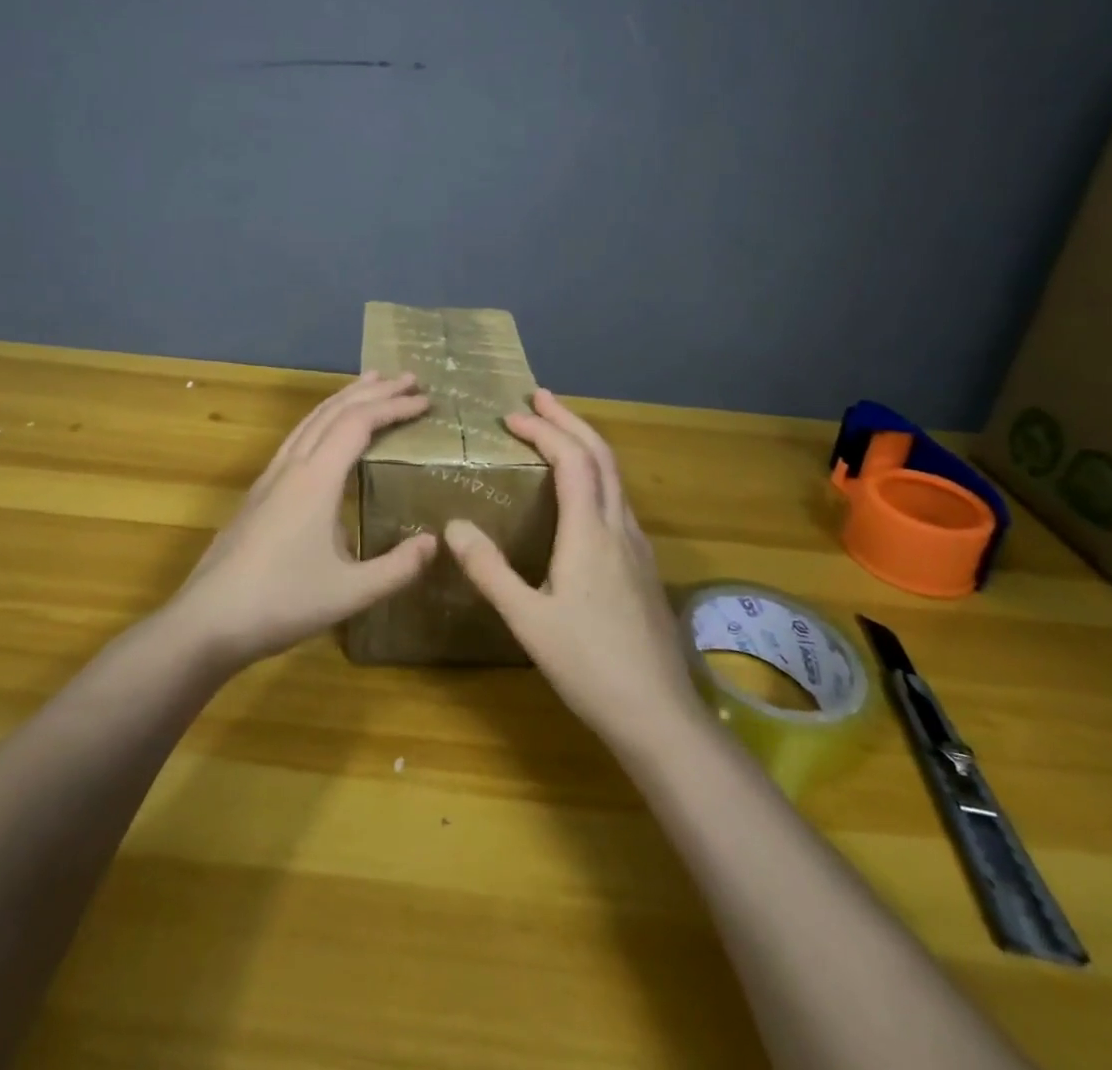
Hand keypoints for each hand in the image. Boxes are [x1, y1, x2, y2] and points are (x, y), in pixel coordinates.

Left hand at [167, 371, 439, 671]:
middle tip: (408, 379)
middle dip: (373, 391)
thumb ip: (398, 568)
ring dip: (344, 398)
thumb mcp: (350, 593)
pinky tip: (326, 433)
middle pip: (334, 412)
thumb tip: (435, 541)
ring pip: (310, 420)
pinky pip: (296, 438)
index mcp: (316, 480)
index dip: (393, 407)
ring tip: (370, 385)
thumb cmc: (281, 603)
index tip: (425, 401)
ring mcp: (270, 478)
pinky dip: (322, 420)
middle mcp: (292, 467)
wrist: (207, 620)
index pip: (359, 424)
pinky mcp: (258, 493)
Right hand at [445, 389, 700, 747]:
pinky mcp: (643, 566)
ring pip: (615, 476)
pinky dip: (595, 474)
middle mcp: (618, 527)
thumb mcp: (527, 619)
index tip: (511, 415)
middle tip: (540, 397)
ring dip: (585, 444)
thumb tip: (453, 525)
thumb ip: (489, 570)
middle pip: (601, 455)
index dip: (543, 430)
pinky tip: (580, 495)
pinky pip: (618, 500)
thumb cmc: (588, 665)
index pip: (571, 459)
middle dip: (569, 420)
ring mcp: (637, 546)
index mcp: (589, 533)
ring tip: (556, 433)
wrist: (658, 713)